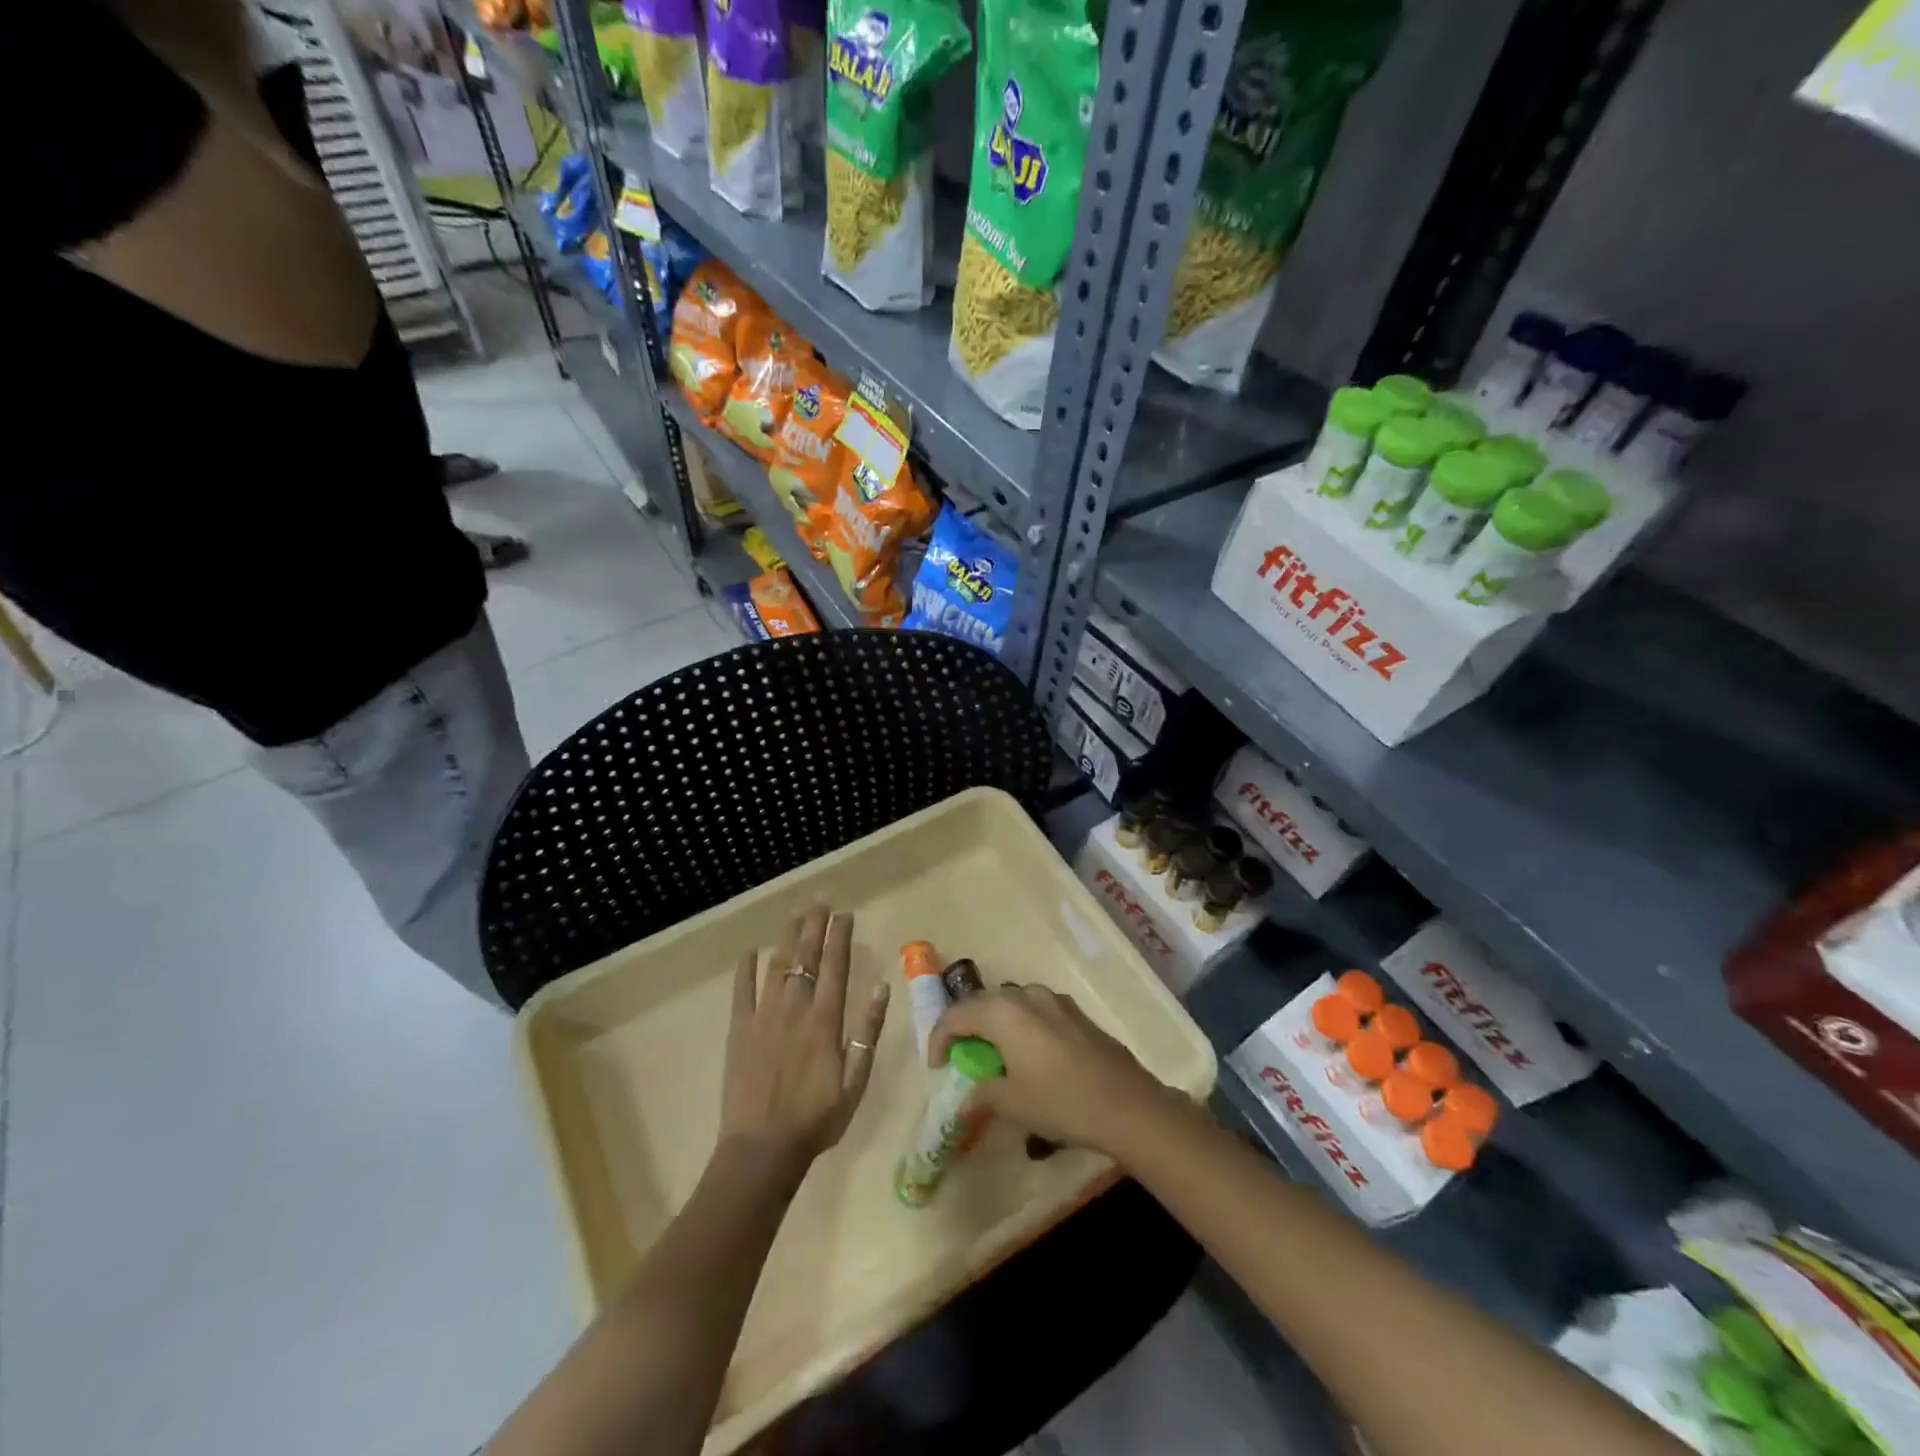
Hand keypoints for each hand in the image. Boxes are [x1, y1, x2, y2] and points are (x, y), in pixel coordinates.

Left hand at [720, 905, 889, 1170]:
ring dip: (787, 937)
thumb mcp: (856, 1081)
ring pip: (777, 965)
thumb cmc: (817, 1119)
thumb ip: (867, 1032)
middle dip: (814, 926)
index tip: (845, 914)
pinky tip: (750, 951)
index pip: (835, 965)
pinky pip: (742, 991)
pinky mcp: (739, 1030)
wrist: (763, 1149)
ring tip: (795, 915)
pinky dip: (746, 968)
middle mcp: (795, 1008)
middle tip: (820, 901)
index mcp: (825, 1020)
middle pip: (806, 956)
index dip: (840, 936)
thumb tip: (880, 988)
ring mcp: (763, 1016)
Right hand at [927, 986, 1187, 1159]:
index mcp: (1003, 1012)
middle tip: (961, 1056)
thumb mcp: (1012, 1103)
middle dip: (968, 1028)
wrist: (1126, 1104)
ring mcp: (1056, 1001)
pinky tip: (1031, 1056)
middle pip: (985, 1005)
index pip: (957, 1015)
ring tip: (996, 1056)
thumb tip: (966, 1097)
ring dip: (998, 1026)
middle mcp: (1026, 996)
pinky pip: (1037, 1013)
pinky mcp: (1077, 1014)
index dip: (940, 1039)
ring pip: (1013, 1006)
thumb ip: (983, 1094)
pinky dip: (1023, 1029)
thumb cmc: (1060, 1101)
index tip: (935, 1066)